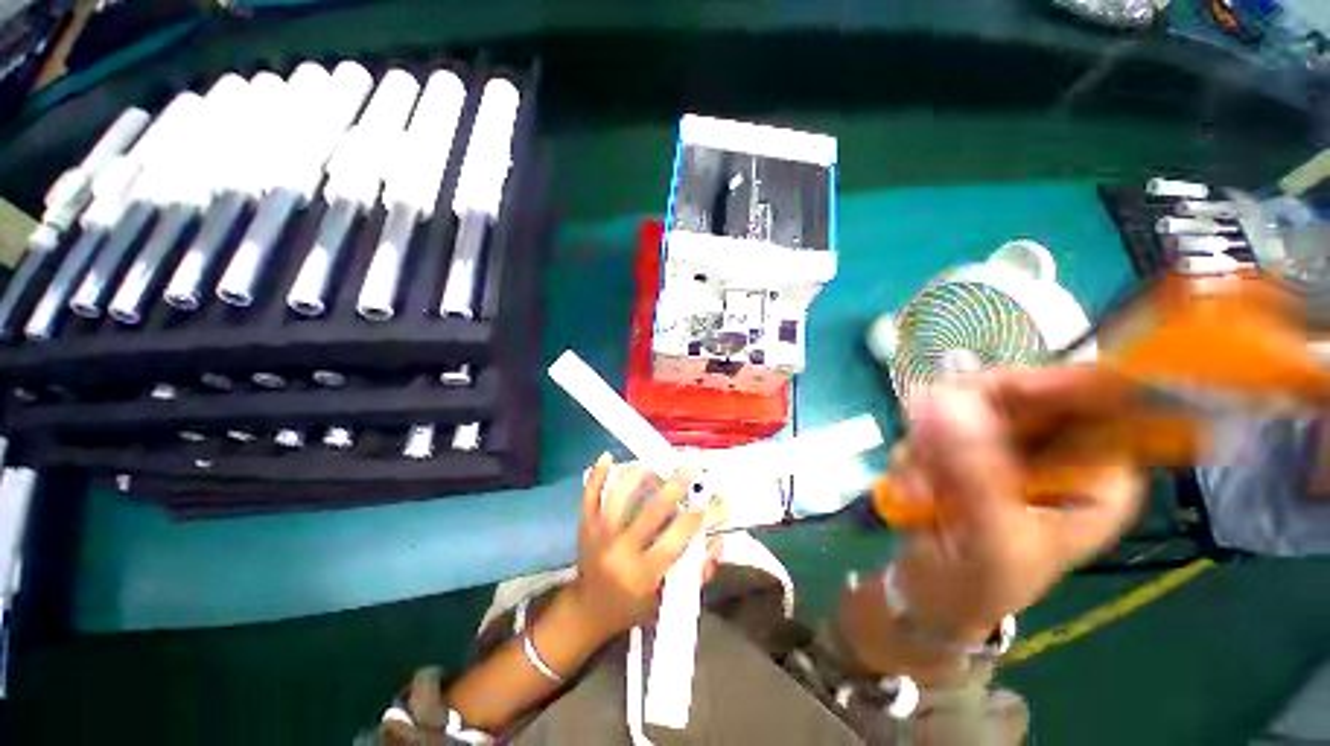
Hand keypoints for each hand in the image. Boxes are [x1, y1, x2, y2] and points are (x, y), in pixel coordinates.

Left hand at [566, 454, 706, 640]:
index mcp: (643, 574)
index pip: (674, 540)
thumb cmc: (632, 607)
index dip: (693, 519)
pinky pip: (589, 496)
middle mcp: (620, 552)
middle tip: (689, 469)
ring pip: (619, 498)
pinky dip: (597, 475)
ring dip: (639, 476)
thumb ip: (697, 574)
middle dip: (674, 487)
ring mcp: (599, 536)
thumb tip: (718, 541)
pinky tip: (608, 456)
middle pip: (650, 512)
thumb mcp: (667, 601)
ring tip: (656, 464)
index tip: (706, 502)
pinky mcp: (585, 526)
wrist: (587, 611)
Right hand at [840, 366, 1143, 678]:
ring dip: (928, 444)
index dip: (1042, 383)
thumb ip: (975, 472)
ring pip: (961, 405)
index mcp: (1097, 474)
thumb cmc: (980, 584)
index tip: (973, 391)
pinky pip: (932, 426)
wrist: (934, 595)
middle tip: (923, 447)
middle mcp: (1058, 450)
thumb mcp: (990, 538)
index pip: (1094, 400)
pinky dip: (913, 454)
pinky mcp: (964, 448)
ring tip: (918, 490)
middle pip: (1016, 393)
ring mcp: (1005, 445)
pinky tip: (911, 489)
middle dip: (960, 420)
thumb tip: (941, 400)